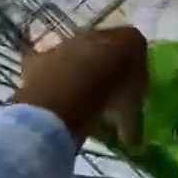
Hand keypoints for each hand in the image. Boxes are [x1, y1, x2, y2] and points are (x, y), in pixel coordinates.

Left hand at [14, 26, 146, 144]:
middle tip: (104, 94)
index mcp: (130, 41)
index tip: (130, 88)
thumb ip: (131, 122)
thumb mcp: (132, 111)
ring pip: (75, 57)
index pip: (135, 50)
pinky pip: (47, 67)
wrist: (72, 88)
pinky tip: (52, 99)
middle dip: (103, 68)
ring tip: (77, 100)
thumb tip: (132, 142)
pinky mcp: (42, 55)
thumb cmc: (113, 92)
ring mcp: (68, 42)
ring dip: (76, 73)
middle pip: (104, 50)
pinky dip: (48, 80)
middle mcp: (100, 34)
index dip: (132, 70)